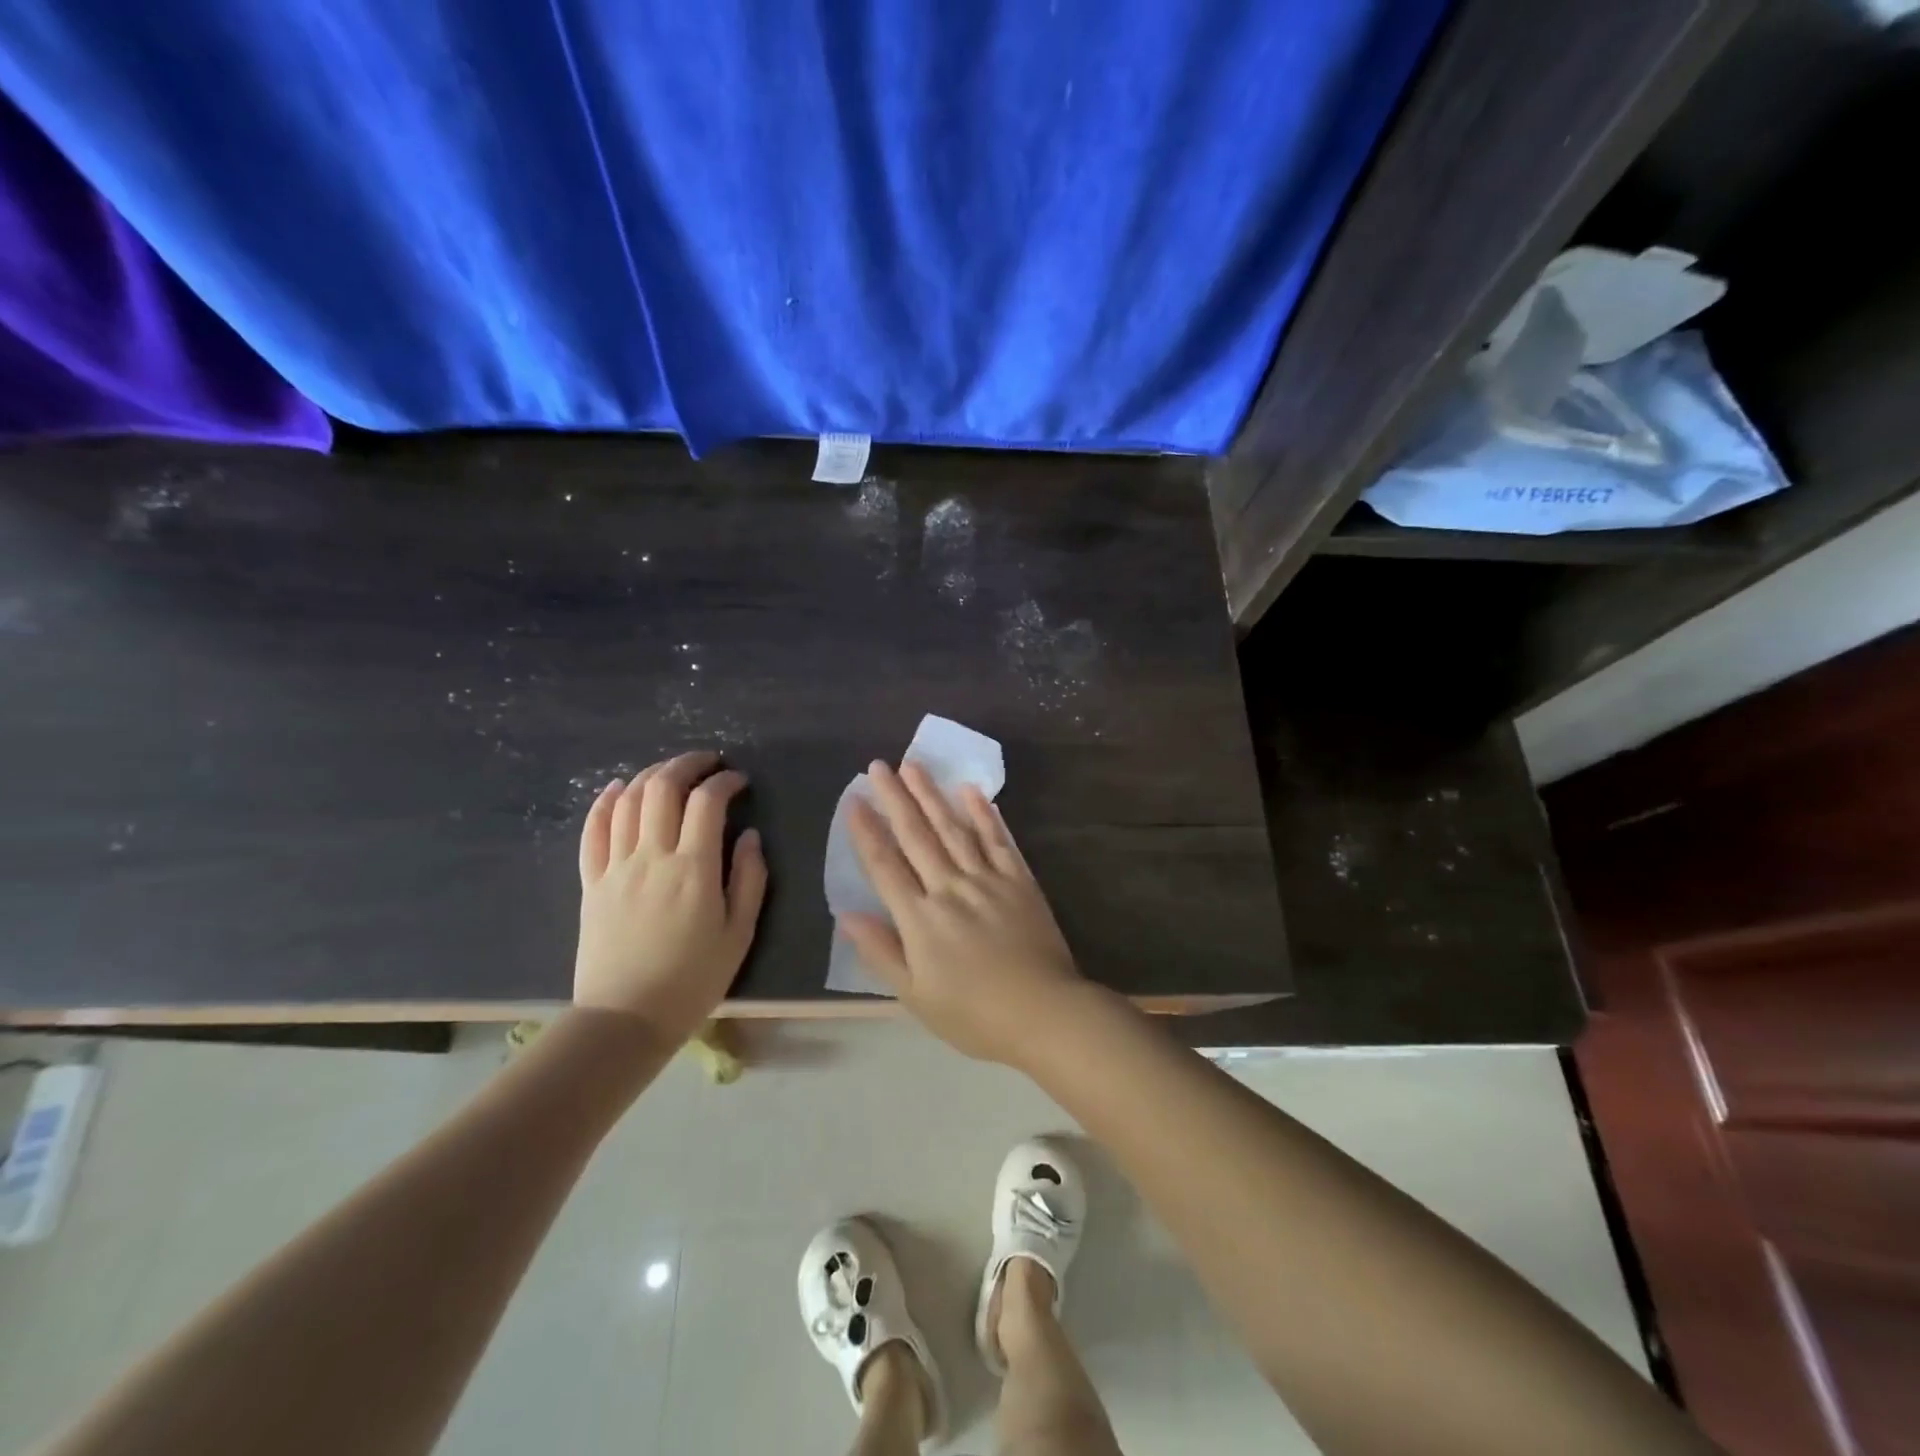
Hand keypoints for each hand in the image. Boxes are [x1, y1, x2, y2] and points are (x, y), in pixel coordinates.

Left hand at [574, 750, 767, 1040]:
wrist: (626, 1018)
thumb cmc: (692, 979)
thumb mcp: (739, 934)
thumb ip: (749, 879)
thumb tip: (749, 836)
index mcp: (693, 869)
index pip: (707, 802)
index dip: (725, 781)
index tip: (740, 781)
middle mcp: (651, 856)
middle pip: (662, 788)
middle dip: (687, 764)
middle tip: (708, 763)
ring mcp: (616, 867)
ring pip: (628, 801)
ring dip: (651, 775)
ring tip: (671, 772)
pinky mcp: (592, 882)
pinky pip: (592, 831)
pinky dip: (604, 803)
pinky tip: (617, 789)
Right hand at [840, 760, 1093, 1066]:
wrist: (1044, 1013)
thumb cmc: (974, 1015)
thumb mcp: (915, 996)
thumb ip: (881, 952)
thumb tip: (846, 915)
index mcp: (920, 918)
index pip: (885, 865)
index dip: (866, 831)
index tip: (853, 800)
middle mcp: (950, 888)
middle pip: (916, 836)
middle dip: (895, 798)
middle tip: (878, 766)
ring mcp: (987, 880)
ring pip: (953, 829)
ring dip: (932, 795)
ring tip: (913, 765)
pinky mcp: (1019, 880)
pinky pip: (998, 840)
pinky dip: (984, 814)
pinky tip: (971, 791)